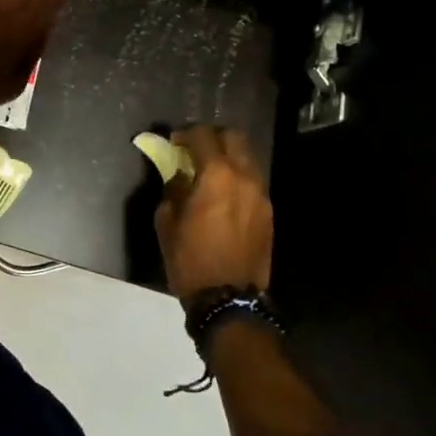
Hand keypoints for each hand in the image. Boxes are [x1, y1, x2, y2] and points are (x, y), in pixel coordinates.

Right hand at [155, 127, 273, 303]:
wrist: (229, 301)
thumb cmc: (191, 260)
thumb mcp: (167, 223)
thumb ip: (173, 190)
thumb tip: (179, 176)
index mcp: (217, 175)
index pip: (203, 136)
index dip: (185, 134)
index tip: (173, 143)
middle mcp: (244, 177)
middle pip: (234, 137)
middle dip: (213, 137)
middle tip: (195, 150)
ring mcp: (260, 195)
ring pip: (248, 159)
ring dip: (229, 157)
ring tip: (210, 173)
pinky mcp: (268, 213)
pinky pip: (253, 182)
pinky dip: (238, 178)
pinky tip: (223, 196)